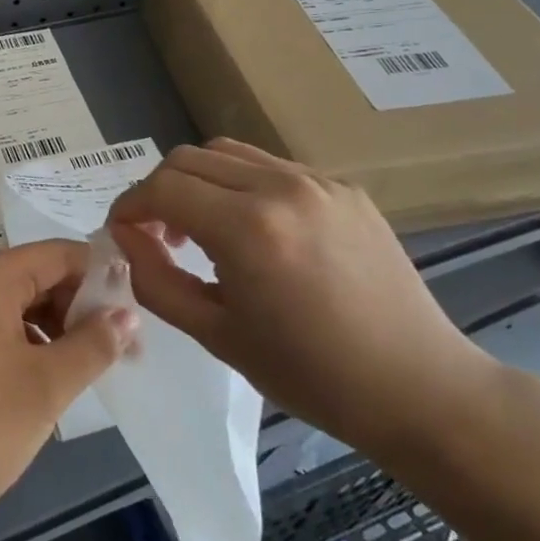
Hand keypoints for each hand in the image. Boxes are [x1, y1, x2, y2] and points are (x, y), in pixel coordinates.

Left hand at [0, 241, 136, 540]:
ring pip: (14, 306)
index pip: (59, 254)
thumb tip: (127, 314)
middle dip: (80, 308)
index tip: (139, 313)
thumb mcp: (45, 387)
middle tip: (120, 352)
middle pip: (36, 277)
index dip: (102, 277)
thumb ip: (92, 344)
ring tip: (86, 372)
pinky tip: (43, 384)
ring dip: (54, 331)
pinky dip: (24, 347)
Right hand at [107, 139, 497, 457]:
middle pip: (189, 159)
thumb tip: (125, 239)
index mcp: (247, 228)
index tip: (121, 235)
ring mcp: (317, 180)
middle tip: (158, 236)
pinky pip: (272, 168)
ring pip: (229, 153)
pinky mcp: (344, 187)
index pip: (162, 188)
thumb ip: (156, 280)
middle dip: (159, 191)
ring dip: (199, 182)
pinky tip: (255, 231)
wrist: (418, 386)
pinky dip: (241, 186)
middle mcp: (280, 186)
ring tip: (202, 229)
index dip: (129, 207)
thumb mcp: (217, 335)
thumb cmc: (311, 375)